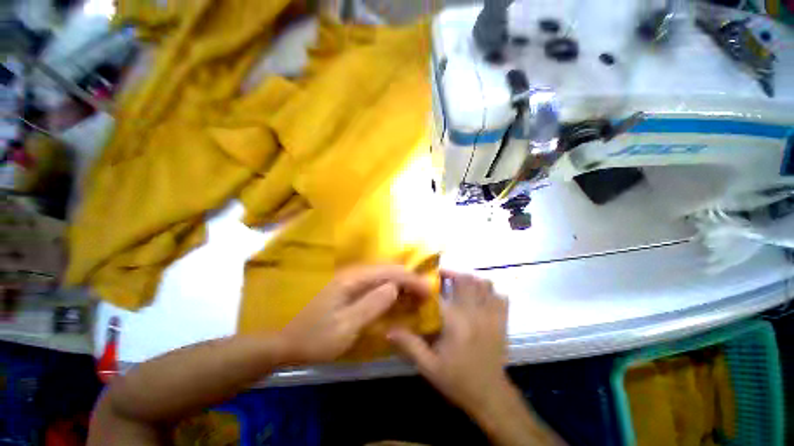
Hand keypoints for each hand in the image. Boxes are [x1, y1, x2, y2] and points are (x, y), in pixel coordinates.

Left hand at [277, 265, 432, 364]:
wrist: (282, 340)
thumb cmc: (313, 337)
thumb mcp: (345, 326)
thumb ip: (372, 304)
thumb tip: (395, 288)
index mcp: (353, 279)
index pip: (390, 272)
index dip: (411, 280)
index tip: (428, 291)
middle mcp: (353, 273)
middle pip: (387, 269)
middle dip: (408, 279)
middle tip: (424, 293)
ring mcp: (349, 279)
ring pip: (382, 275)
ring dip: (400, 283)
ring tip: (414, 295)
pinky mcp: (347, 287)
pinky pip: (374, 283)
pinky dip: (388, 288)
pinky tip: (394, 297)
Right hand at [388, 270, 509, 413]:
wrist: (490, 396)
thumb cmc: (457, 380)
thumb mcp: (429, 366)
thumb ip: (410, 345)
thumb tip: (388, 330)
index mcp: (455, 322)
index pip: (439, 294)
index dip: (429, 284)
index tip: (422, 280)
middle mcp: (474, 313)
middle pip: (465, 280)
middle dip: (452, 273)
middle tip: (441, 277)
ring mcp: (491, 315)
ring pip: (485, 283)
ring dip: (471, 279)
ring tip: (460, 283)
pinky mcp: (502, 321)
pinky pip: (501, 296)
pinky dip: (491, 291)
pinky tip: (480, 296)